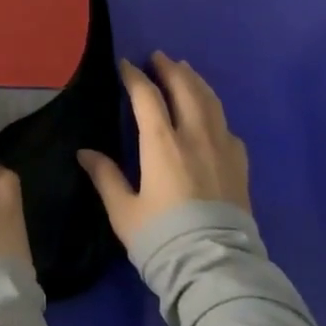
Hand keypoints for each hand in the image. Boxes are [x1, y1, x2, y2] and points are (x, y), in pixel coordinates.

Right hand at [78, 53, 250, 247]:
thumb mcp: (123, 211)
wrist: (214, 268)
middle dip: (170, 69)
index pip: (146, 97)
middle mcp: (194, 136)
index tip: (125, 65)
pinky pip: (227, 126)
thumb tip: (85, 153)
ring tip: (186, 71)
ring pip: (210, 101)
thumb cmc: (161, 237)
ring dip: (196, 82)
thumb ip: (106, 177)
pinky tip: (212, 115)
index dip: (134, 77)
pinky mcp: (240, 165)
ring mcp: (222, 148)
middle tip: (159, 57)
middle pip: (185, 89)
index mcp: (162, 143)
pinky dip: (215, 111)